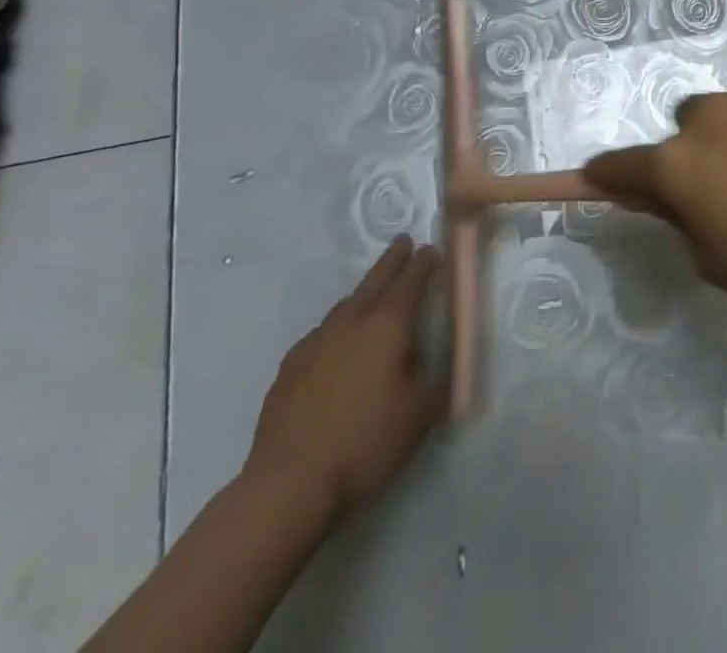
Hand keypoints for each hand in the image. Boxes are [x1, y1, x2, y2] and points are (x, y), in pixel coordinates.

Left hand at [243, 235, 444, 522]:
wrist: (288, 484)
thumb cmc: (365, 442)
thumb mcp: (420, 414)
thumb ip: (436, 383)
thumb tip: (437, 371)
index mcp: (387, 325)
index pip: (411, 281)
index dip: (425, 263)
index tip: (433, 249)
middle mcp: (351, 321)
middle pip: (376, 280)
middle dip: (393, 260)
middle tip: (404, 243)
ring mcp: (316, 341)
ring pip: (346, 304)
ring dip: (365, 292)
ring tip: (374, 294)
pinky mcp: (290, 366)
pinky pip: (323, 333)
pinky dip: (339, 327)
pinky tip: (338, 347)